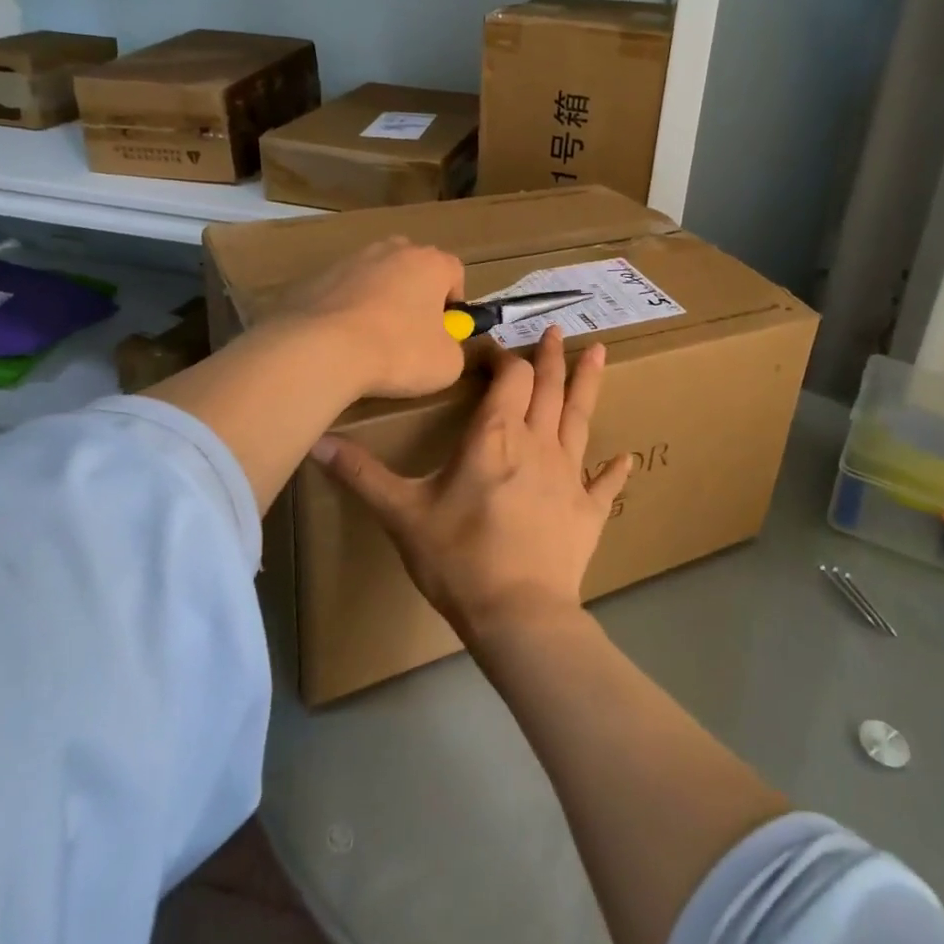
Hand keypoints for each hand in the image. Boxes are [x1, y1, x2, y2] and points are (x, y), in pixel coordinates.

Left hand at [278, 237, 466, 398]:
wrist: (321, 350)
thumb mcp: (447, 364)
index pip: (454, 271)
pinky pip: (341, 292)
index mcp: (430, 263)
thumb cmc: (398, 351)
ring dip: (378, 301)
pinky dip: (345, 310)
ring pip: (374, 277)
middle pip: (412, 267)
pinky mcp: (315, 277)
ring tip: (369, 341)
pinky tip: (338, 341)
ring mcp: (350, 260)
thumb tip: (443, 345)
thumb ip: (454, 347)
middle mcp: (392, 250)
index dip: (454, 301)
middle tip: (409, 333)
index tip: (444, 330)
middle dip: (414, 294)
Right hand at [311, 326, 631, 637]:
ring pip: (580, 417)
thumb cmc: (458, 558)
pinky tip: (626, 459)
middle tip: (554, 330)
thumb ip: (362, 475)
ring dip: (588, 384)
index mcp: (495, 436)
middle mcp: (536, 443)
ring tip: (599, 352)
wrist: (518, 614)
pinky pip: (604, 484)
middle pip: (547, 387)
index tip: (490, 350)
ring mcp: (568, 475)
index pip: (508, 378)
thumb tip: (316, 441)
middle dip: (549, 356)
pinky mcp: (588, 510)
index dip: (501, 358)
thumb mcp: (402, 514)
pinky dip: (613, 471)